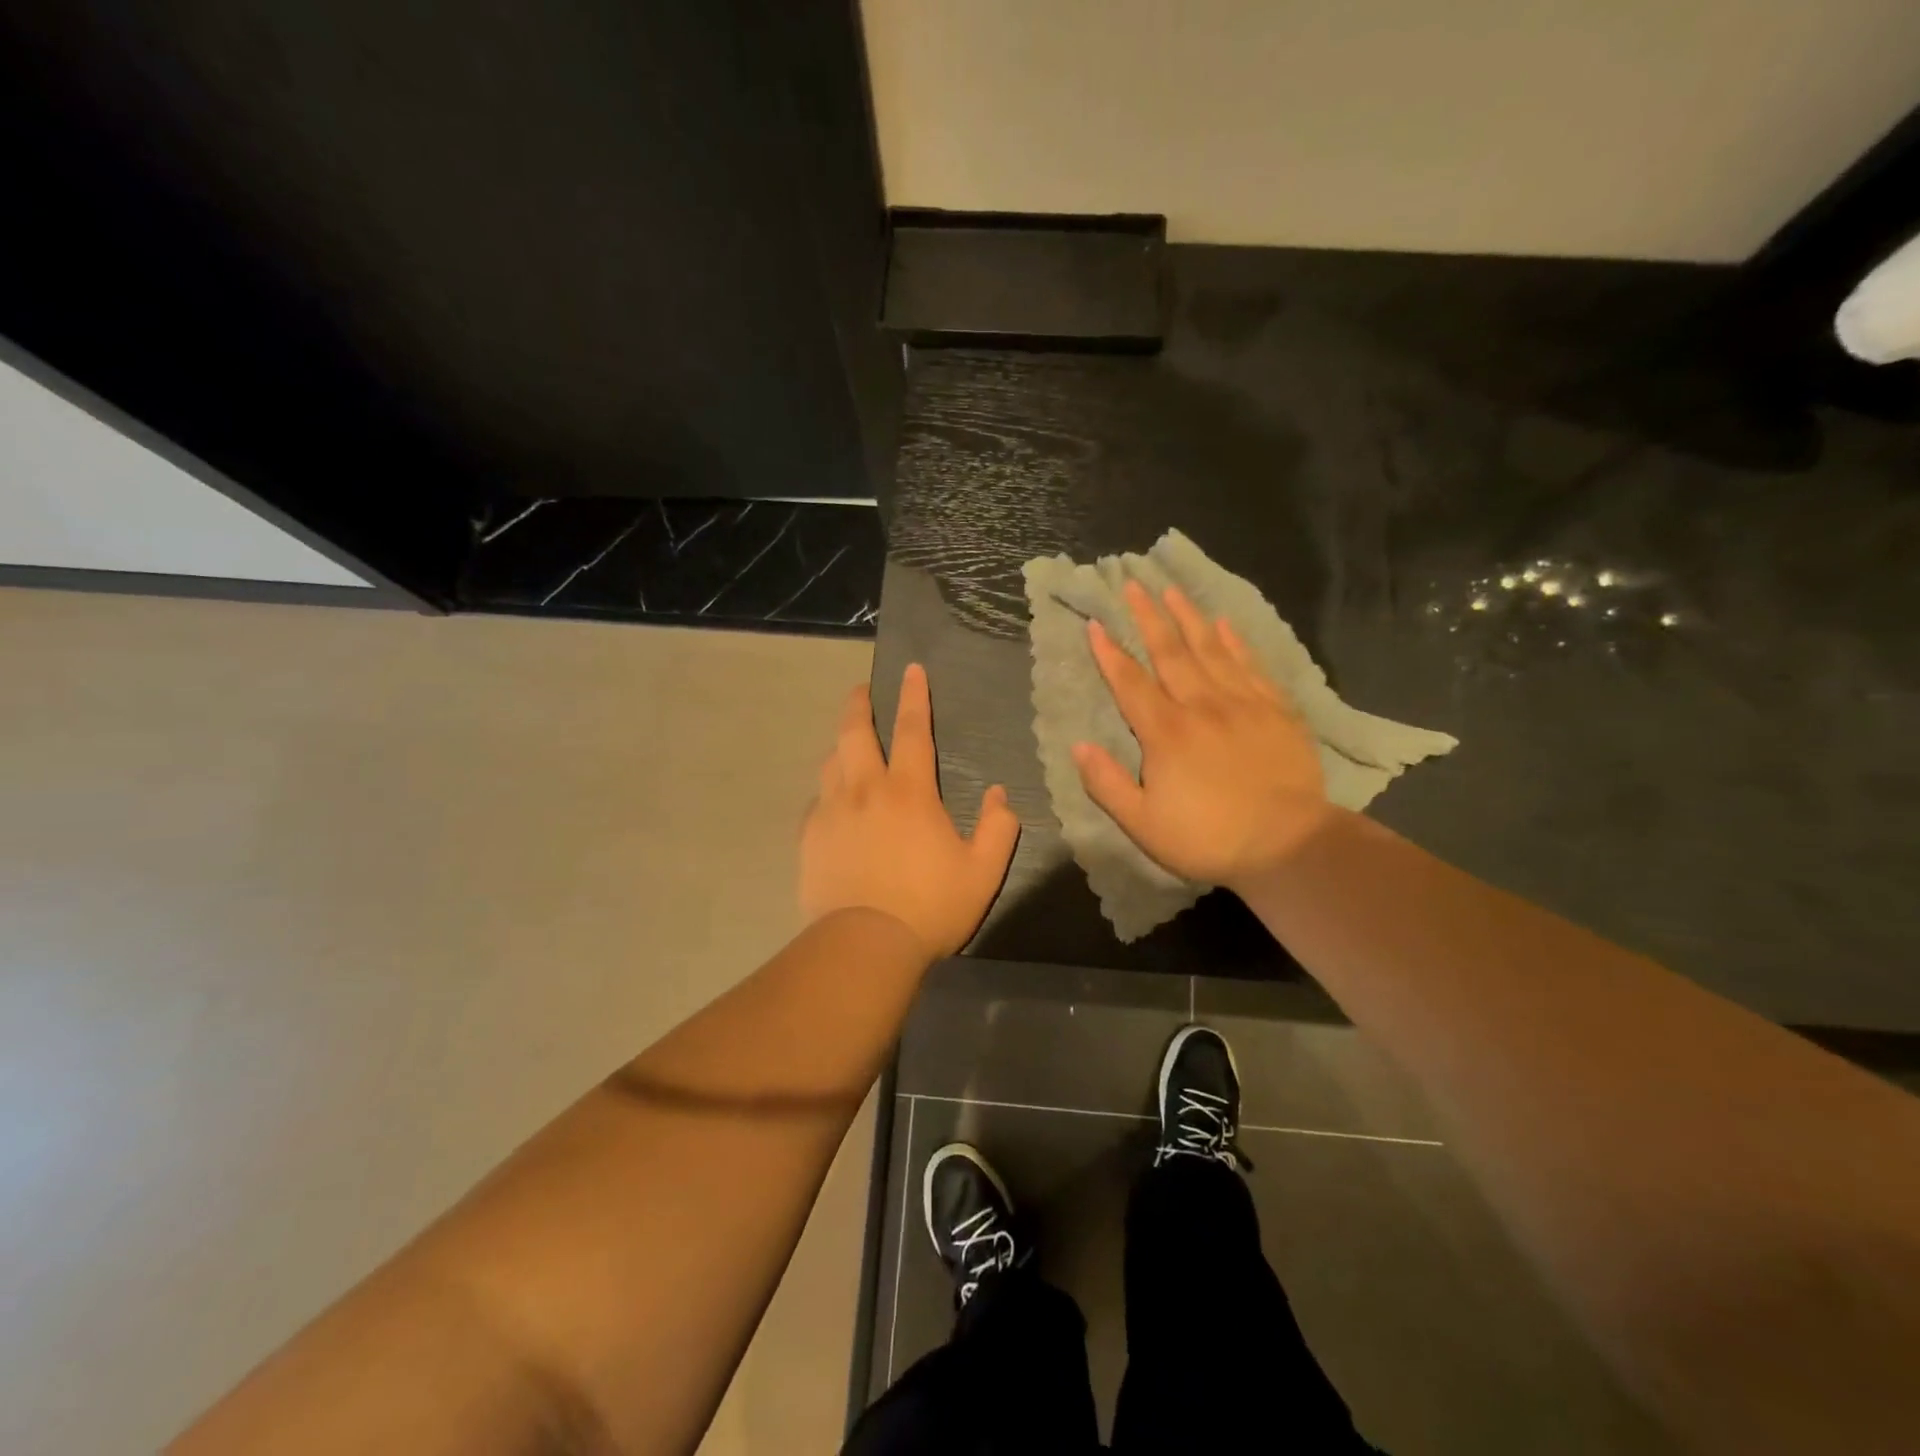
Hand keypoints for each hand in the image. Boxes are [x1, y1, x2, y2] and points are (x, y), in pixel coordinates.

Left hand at [800, 663, 1020, 957]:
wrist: (865, 946)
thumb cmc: (930, 906)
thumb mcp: (983, 871)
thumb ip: (998, 828)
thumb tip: (1000, 794)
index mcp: (909, 791)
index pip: (912, 729)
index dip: (913, 696)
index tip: (910, 669)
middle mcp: (865, 789)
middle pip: (855, 732)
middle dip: (858, 704)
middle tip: (861, 690)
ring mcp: (831, 812)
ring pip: (831, 763)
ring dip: (841, 746)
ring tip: (847, 745)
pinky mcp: (809, 838)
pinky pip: (815, 803)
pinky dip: (826, 793)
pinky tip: (831, 804)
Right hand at [1073, 580, 1333, 888]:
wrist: (1288, 844)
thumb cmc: (1208, 838)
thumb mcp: (1143, 824)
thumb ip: (1107, 783)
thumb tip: (1079, 746)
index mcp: (1166, 733)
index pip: (1130, 683)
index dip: (1109, 653)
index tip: (1096, 623)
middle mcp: (1202, 706)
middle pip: (1170, 652)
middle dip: (1148, 616)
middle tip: (1133, 584)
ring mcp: (1242, 703)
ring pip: (1210, 649)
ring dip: (1188, 617)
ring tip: (1172, 590)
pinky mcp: (1276, 710)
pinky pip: (1250, 665)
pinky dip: (1235, 641)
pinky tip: (1224, 623)